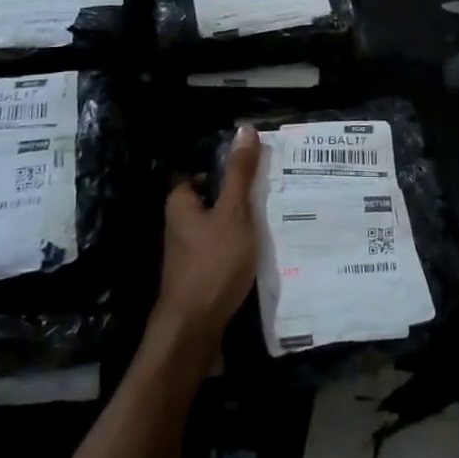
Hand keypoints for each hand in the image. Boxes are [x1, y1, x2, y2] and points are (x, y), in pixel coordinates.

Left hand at [155, 126, 259, 341]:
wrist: (195, 328)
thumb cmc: (213, 263)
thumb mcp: (233, 212)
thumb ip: (240, 173)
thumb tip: (245, 129)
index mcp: (181, 202)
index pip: (207, 172)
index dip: (233, 169)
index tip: (262, 171)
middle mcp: (180, 223)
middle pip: (217, 199)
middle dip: (243, 198)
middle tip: (276, 193)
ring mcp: (189, 250)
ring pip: (223, 226)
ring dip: (245, 225)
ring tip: (277, 219)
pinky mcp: (201, 273)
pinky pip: (225, 249)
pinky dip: (242, 247)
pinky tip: (265, 251)